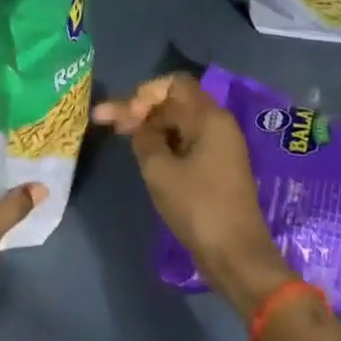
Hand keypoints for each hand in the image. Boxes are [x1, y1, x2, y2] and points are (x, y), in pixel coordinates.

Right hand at [93, 74, 294, 315]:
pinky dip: (162, 143)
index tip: (126, 116)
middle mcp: (218, 126)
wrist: (236, 256)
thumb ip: (144, 138)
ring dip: (148, 126)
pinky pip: (184, 142)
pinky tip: (141, 152)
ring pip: (177, 123)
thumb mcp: (159, 170)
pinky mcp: (215, 168)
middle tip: (105, 121)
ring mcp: (218, 148)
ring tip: (118, 135)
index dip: (144, 93)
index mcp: (210, 118)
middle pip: (173, 102)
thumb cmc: (197, 207)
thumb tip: (138, 125)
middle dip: (139, 108)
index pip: (174, 84)